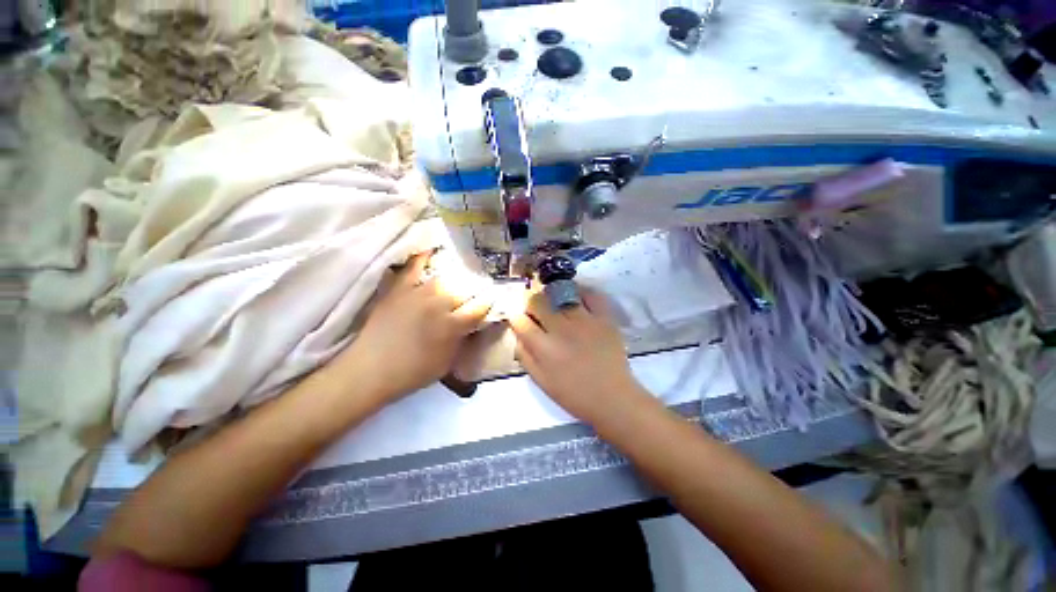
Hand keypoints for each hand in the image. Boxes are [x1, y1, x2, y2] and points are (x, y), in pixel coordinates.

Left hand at [334, 252, 492, 401]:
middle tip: (477, 293)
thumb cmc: (412, 373)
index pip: (480, 307)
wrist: (370, 370)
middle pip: (465, 289)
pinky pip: (413, 267)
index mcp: (453, 325)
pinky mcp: (400, 289)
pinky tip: (431, 250)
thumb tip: (475, 325)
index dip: (489, 302)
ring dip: (457, 279)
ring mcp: (418, 294)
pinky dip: (423, 257)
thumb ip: (463, 341)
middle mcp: (439, 304)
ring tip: (460, 279)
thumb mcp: (447, 363)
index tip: (493, 300)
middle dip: (476, 290)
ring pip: (446, 278)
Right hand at [507, 286, 650, 426]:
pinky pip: (590, 295)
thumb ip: (525, 355)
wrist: (613, 398)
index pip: (521, 320)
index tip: (520, 318)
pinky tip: (576, 297)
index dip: (516, 316)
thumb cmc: (574, 394)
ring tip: (555, 302)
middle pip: (538, 301)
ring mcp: (584, 320)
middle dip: (531, 303)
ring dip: (553, 296)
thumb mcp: (541, 381)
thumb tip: (518, 333)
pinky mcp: (604, 318)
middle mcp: (561, 329)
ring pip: (561, 294)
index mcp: (544, 347)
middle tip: (536, 309)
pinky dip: (581, 292)